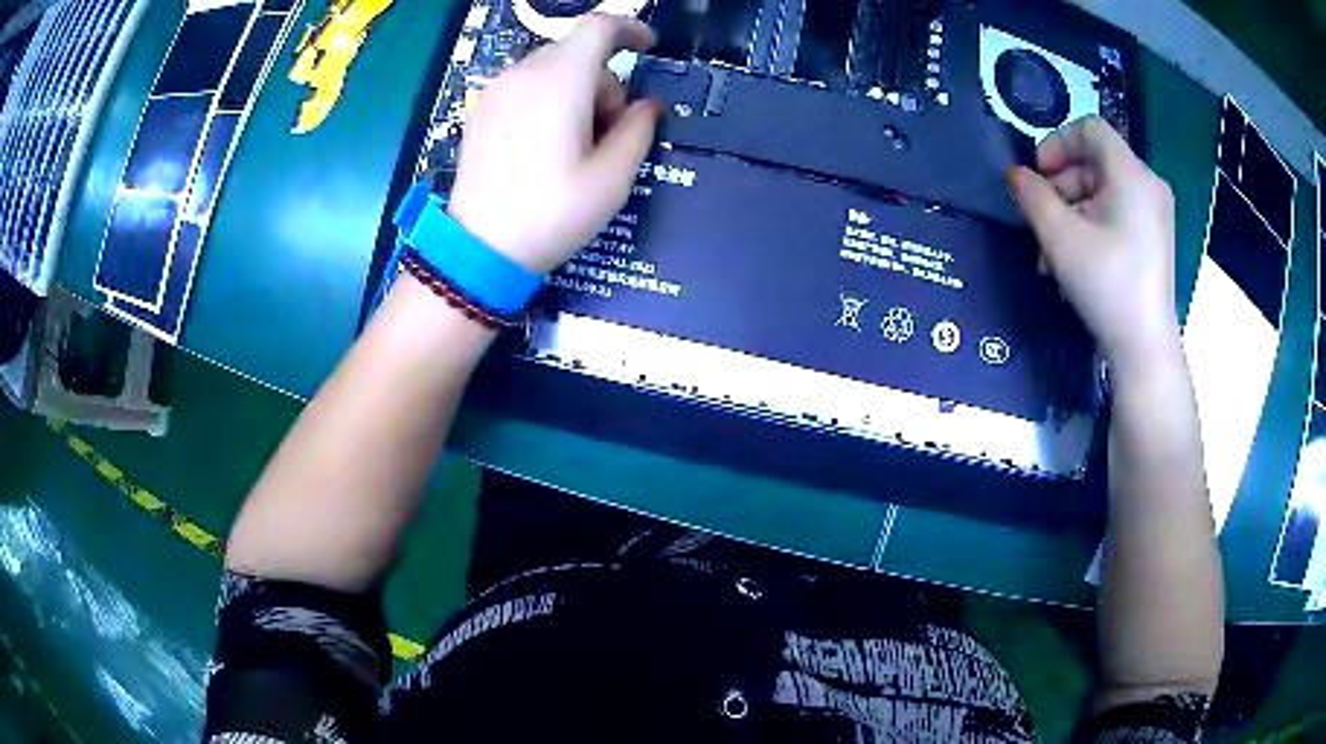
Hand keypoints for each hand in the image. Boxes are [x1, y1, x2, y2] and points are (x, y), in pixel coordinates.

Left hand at [447, 14, 662, 272]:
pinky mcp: (482, 109)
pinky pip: (527, 86)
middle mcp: (524, 74)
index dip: (631, 29)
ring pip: (552, 69)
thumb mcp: (612, 178)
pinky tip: (546, 144)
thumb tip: (648, 105)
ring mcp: (497, 90)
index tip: (649, 47)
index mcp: (561, 82)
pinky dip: (549, 99)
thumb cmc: (551, 213)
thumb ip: (639, 129)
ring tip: (575, 145)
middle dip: (605, 82)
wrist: (480, 248)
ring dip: (577, 92)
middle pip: (578, 53)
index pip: (599, 27)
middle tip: (610, 132)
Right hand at [1009, 116, 1179, 373]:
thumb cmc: (1107, 286)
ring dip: (1072, 209)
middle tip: (1042, 218)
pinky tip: (1075, 257)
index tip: (1039, 175)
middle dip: (1062, 184)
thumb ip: (1032, 196)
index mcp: (1131, 174)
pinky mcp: (1154, 236)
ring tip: (1052, 249)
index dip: (1057, 142)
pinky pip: (1117, 211)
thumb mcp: (1060, 237)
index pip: (1089, 128)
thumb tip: (1016, 175)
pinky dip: (1092, 223)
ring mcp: (1155, 212)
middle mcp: (1148, 184)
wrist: (1144, 348)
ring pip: (1104, 189)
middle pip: (1095, 161)